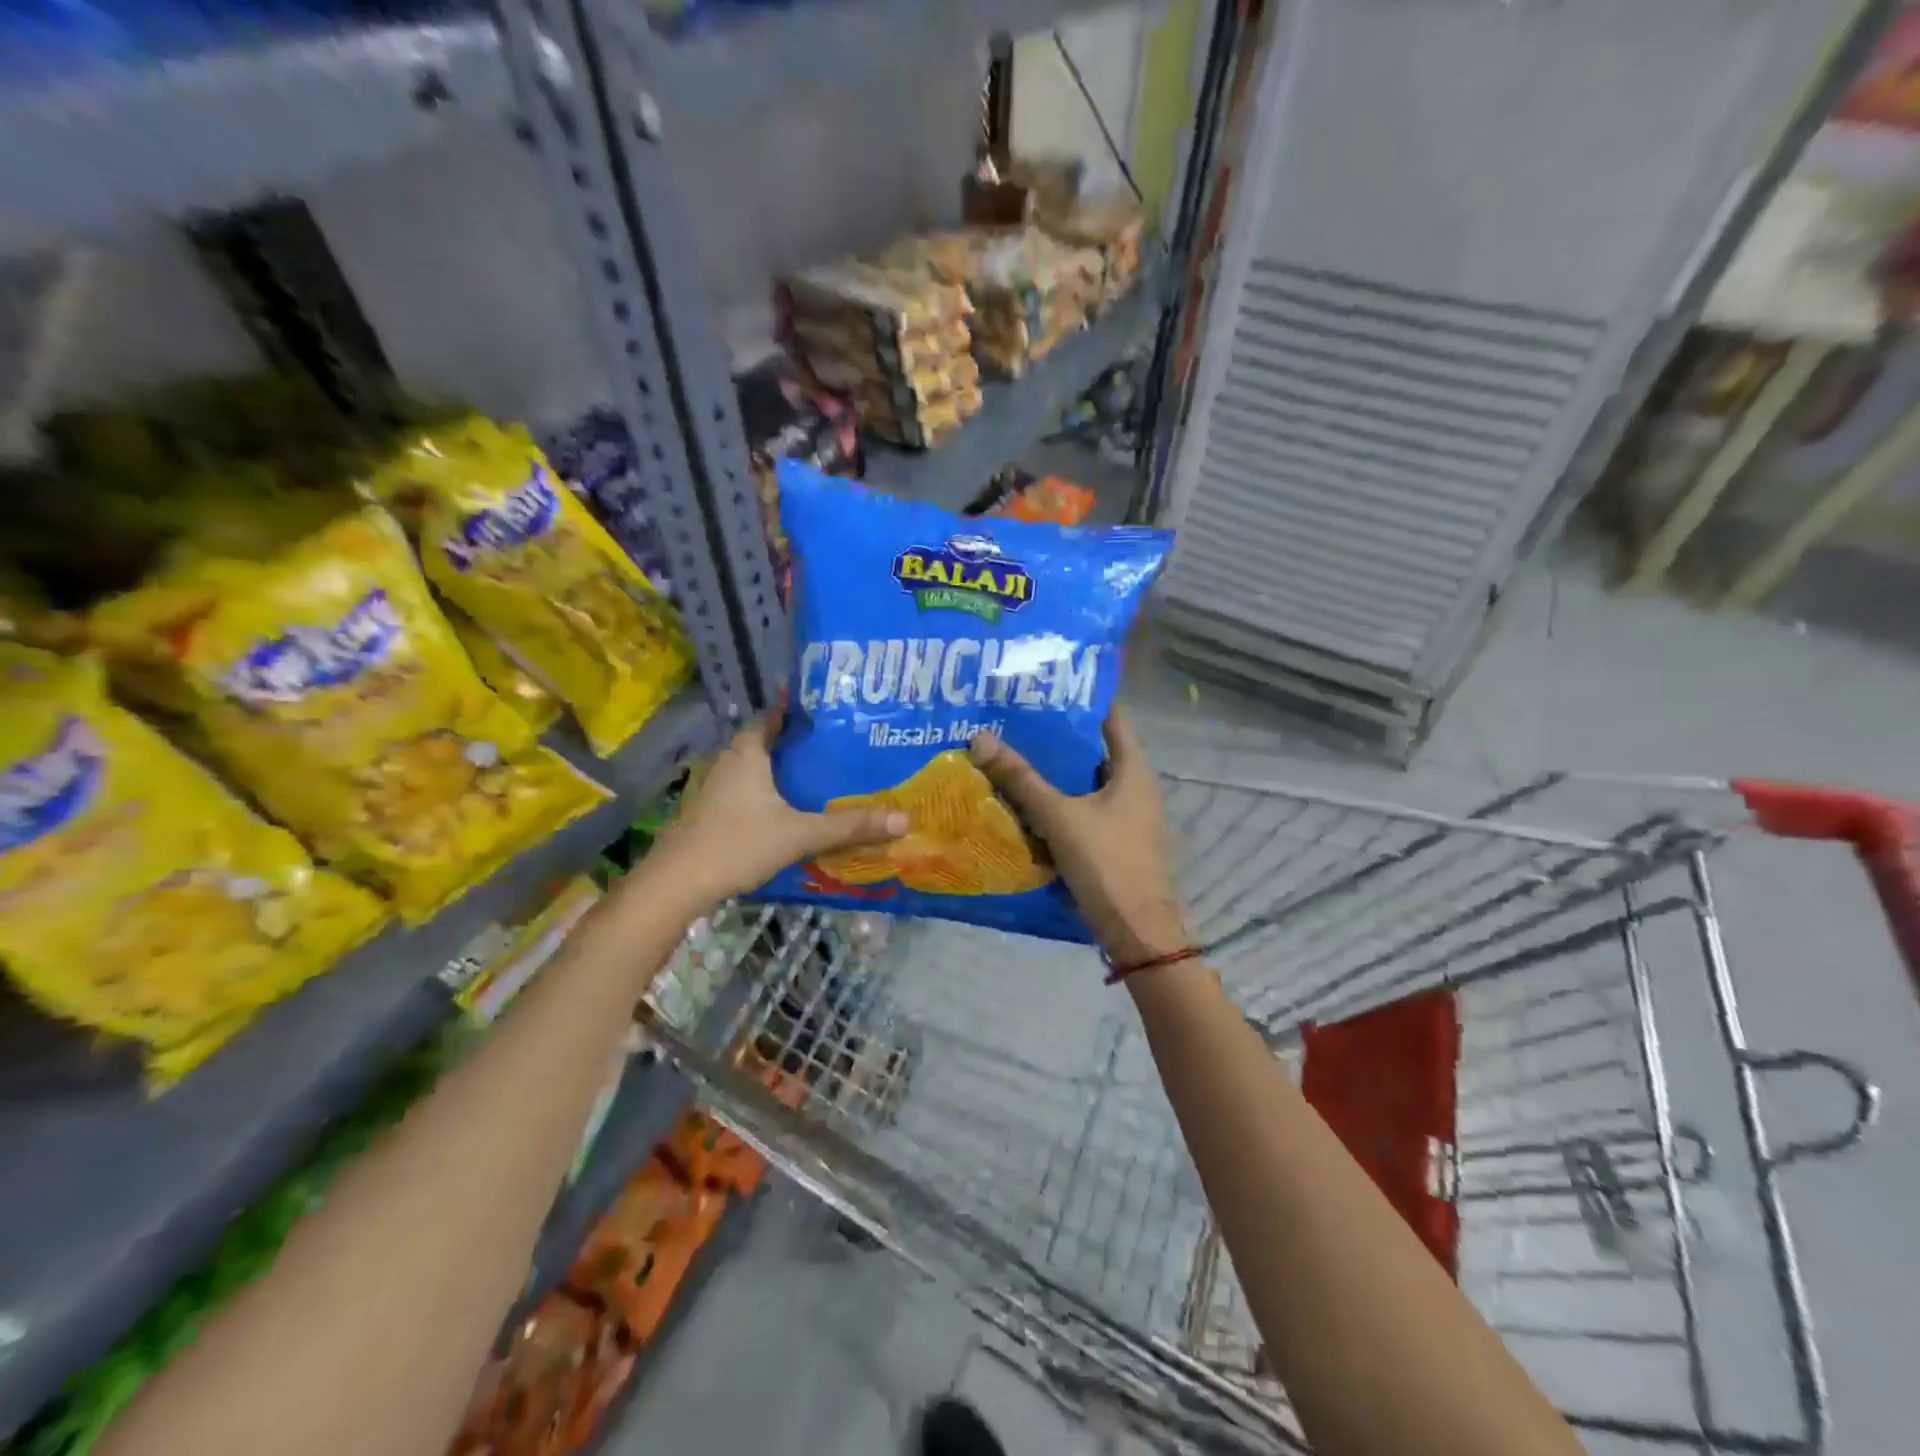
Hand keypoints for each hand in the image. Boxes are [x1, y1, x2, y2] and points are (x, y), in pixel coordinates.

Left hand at [651, 714, 906, 908]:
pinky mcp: (710, 812)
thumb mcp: (800, 834)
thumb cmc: (736, 845)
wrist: (675, 885)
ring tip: (824, 776)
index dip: (801, 711)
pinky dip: (769, 793)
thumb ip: (850, 826)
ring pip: (756, 769)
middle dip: (800, 744)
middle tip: (840, 747)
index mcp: (748, 752)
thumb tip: (905, 819)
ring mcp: (715, 788)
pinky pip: (747, 791)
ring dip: (784, 771)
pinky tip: (792, 810)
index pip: (775, 715)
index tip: (833, 714)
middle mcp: (729, 761)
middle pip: (768, 742)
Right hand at [969, 709, 1190, 966]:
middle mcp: (1135, 787)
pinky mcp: (1114, 842)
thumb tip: (981, 738)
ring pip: (1084, 783)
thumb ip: (1022, 780)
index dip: (1079, 699)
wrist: (1138, 933)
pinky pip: (1082, 810)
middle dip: (1055, 736)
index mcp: (1133, 770)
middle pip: (1093, 750)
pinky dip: (1058, 802)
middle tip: (1013, 720)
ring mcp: (1126, 817)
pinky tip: (1025, 803)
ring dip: (1054, 772)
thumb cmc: (1108, 865)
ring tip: (1011, 754)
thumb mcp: (1060, 817)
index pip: (1110, 717)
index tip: (1042, 686)